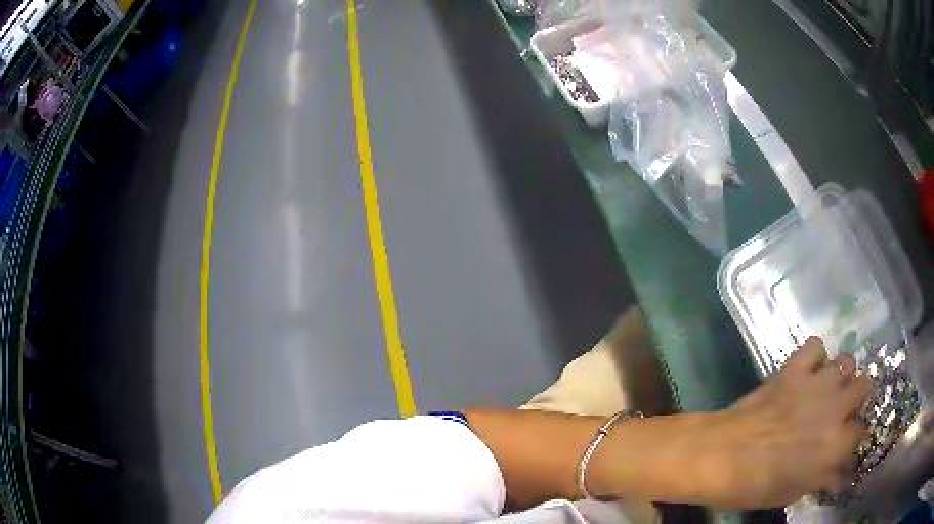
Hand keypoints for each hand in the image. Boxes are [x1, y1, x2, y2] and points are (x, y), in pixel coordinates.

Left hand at [707, 337, 870, 507]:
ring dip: (840, 375)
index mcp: (836, 444)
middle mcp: (836, 407)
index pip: (861, 432)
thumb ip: (823, 478)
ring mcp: (818, 383)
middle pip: (864, 386)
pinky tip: (807, 369)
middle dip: (856, 399)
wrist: (723, 455)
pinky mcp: (796, 367)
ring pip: (847, 362)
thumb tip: (840, 475)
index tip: (845, 442)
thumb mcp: (794, 492)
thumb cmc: (756, 484)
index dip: (853, 438)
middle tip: (841, 411)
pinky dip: (815, 355)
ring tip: (826, 389)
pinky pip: (816, 345)